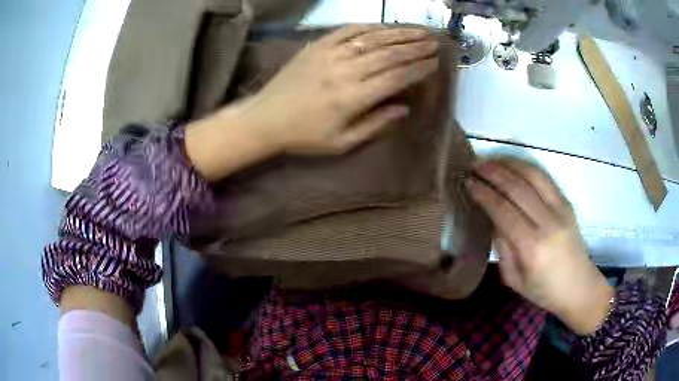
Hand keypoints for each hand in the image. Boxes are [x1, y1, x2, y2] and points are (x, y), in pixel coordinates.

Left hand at [238, 24, 438, 154]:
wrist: (265, 119)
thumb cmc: (303, 136)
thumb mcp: (341, 143)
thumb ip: (375, 125)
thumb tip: (404, 108)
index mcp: (353, 97)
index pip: (396, 77)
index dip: (419, 68)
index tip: (435, 63)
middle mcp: (345, 70)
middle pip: (389, 53)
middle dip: (416, 47)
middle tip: (435, 42)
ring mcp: (329, 54)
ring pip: (372, 38)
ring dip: (399, 33)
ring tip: (420, 31)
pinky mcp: (317, 46)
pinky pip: (347, 30)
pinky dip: (369, 27)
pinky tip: (384, 26)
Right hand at [467, 158, 613, 334]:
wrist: (579, 287)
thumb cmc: (544, 291)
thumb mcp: (514, 279)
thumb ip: (502, 247)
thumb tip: (493, 218)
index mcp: (532, 247)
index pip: (503, 210)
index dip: (483, 193)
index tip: (468, 182)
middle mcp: (548, 223)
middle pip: (517, 187)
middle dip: (493, 172)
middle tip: (474, 165)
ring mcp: (560, 209)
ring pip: (533, 176)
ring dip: (509, 164)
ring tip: (491, 160)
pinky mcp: (567, 204)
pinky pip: (545, 179)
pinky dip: (526, 168)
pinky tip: (514, 165)